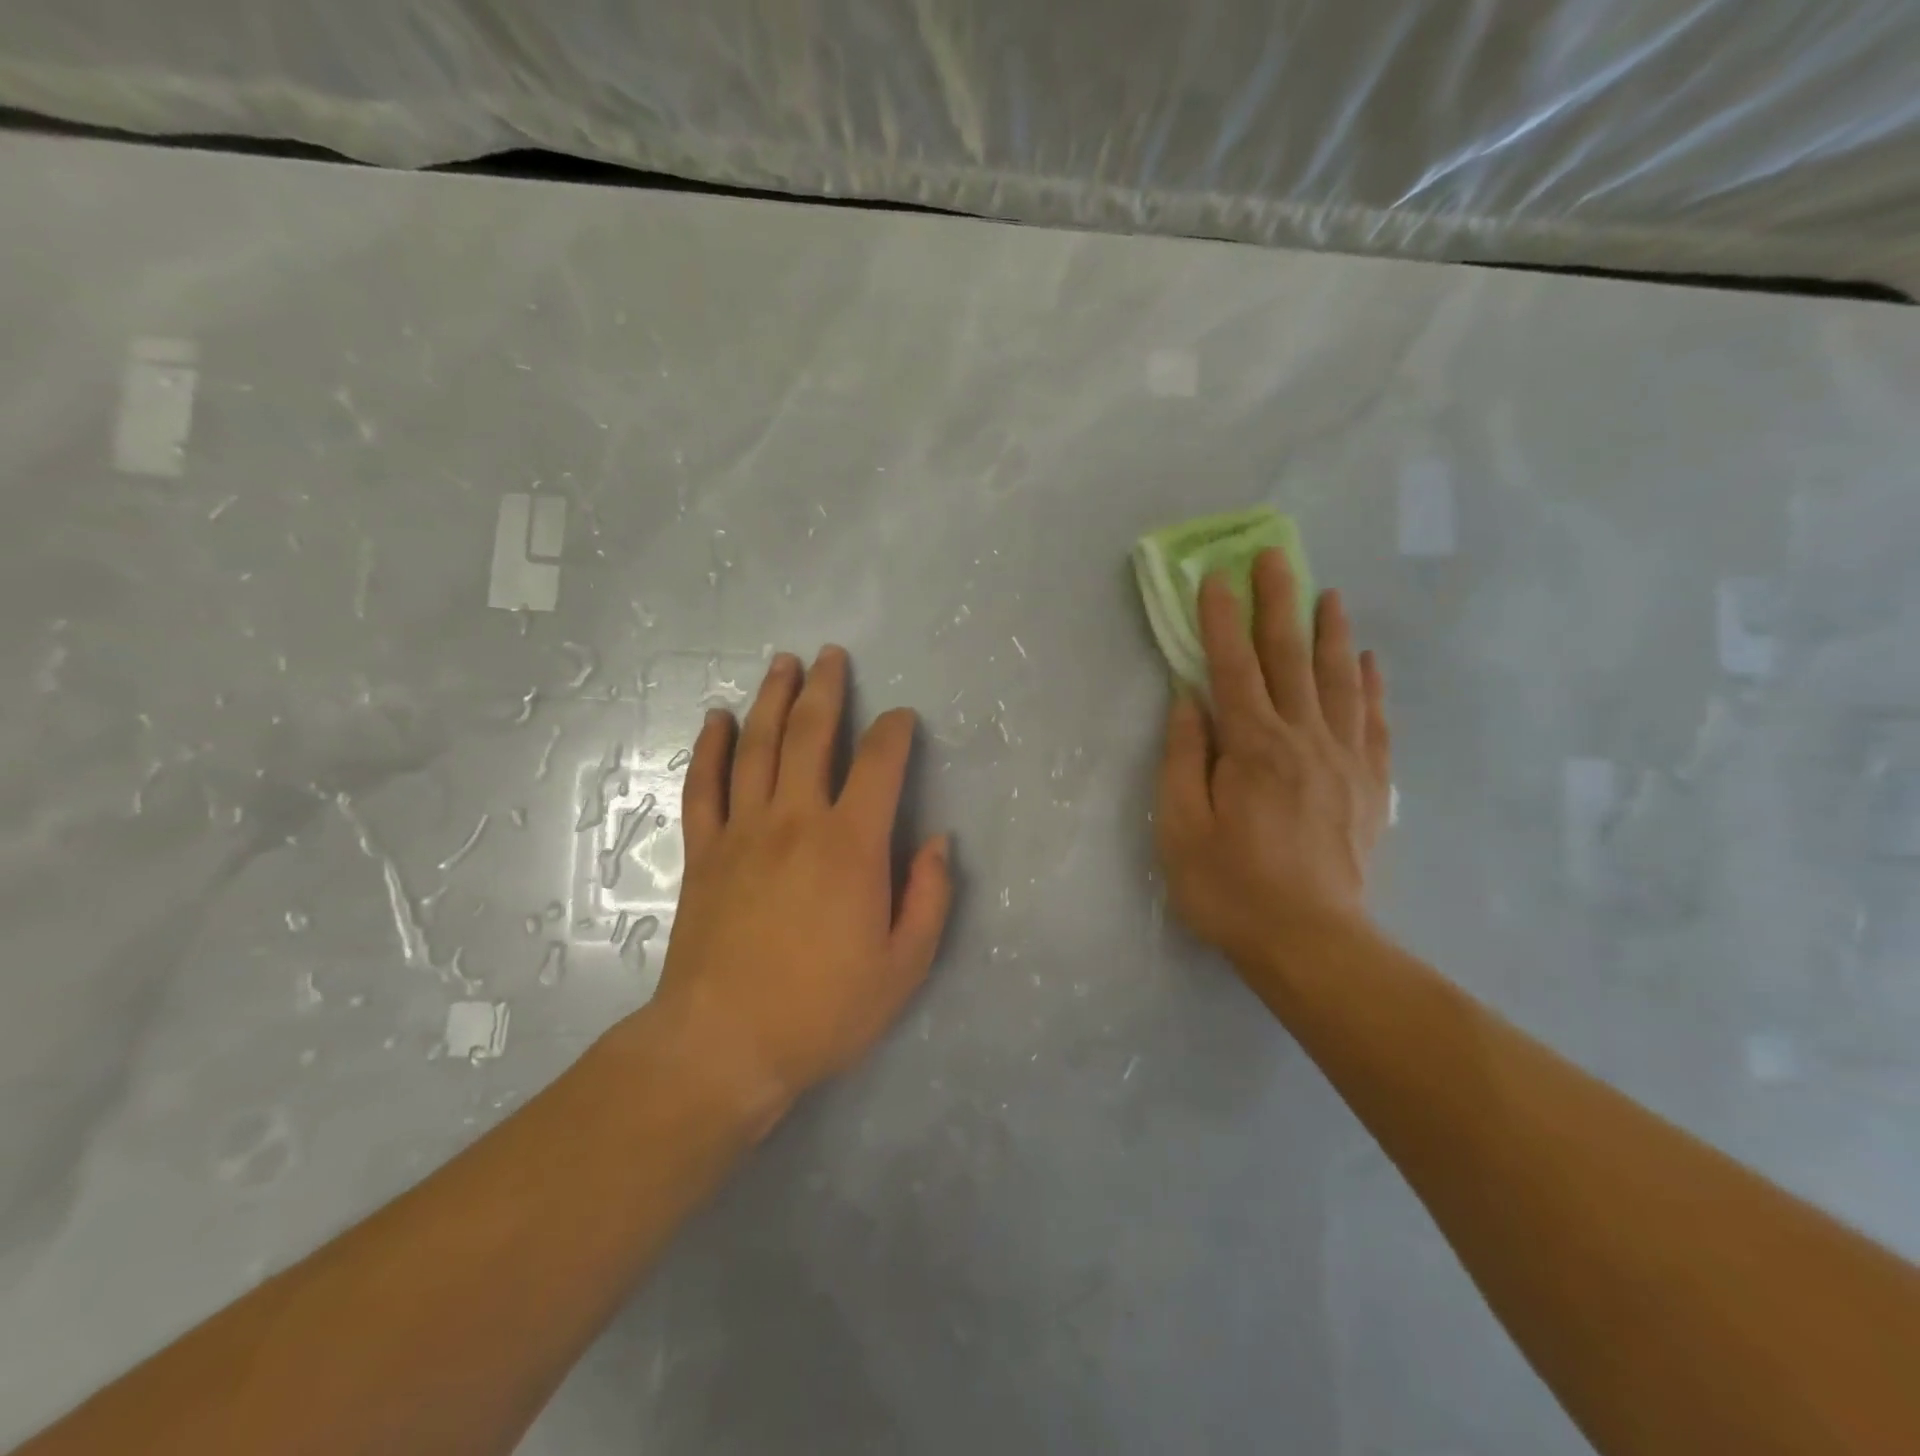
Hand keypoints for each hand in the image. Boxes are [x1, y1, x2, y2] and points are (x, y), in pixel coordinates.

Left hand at [646, 646, 952, 1124]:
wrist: (724, 1044)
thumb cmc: (824, 1009)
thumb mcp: (904, 966)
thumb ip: (929, 897)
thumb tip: (938, 841)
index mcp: (851, 845)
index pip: (879, 764)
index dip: (894, 732)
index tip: (901, 718)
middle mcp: (796, 821)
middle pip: (811, 735)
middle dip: (825, 690)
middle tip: (830, 656)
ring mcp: (742, 832)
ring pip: (757, 747)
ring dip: (771, 700)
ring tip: (782, 664)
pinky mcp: (704, 852)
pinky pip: (704, 786)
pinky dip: (711, 748)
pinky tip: (717, 720)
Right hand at [1155, 550, 1392, 974]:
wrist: (1311, 942)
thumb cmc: (1230, 887)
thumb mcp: (1180, 827)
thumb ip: (1183, 759)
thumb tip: (1188, 701)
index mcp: (1252, 747)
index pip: (1232, 668)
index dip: (1220, 620)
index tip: (1214, 578)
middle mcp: (1303, 739)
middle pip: (1290, 658)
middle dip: (1278, 603)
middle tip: (1275, 555)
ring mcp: (1344, 760)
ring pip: (1339, 680)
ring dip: (1331, 633)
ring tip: (1328, 594)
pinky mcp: (1370, 786)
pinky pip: (1374, 722)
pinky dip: (1372, 687)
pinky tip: (1370, 663)